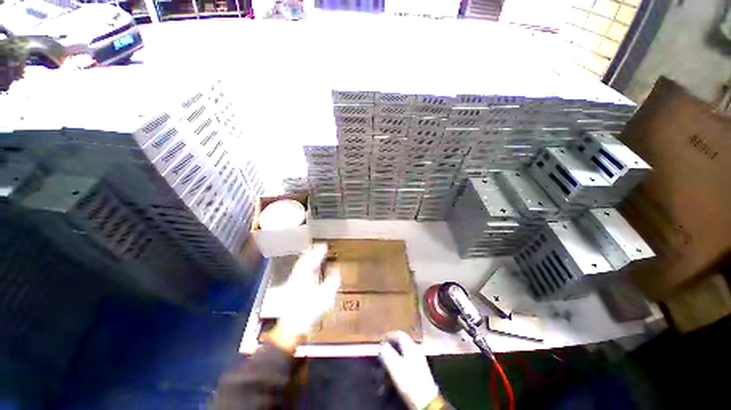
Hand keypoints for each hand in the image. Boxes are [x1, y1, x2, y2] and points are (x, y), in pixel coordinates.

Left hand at [270, 244, 339, 351]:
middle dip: (312, 252)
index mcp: (305, 277)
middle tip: (320, 246)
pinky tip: (307, 267)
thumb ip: (332, 283)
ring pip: (300, 265)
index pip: (312, 260)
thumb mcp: (324, 297)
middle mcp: (298, 276)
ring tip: (313, 252)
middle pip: (304, 260)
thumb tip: (337, 271)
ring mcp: (294, 281)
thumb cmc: (308, 312)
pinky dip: (304, 265)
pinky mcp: (292, 287)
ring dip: (307, 257)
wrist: (291, 326)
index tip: (325, 246)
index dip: (319, 252)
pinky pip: (299, 270)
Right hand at [379, 331, 439, 409]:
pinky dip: (400, 358)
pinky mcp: (420, 367)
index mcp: (411, 347)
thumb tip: (381, 345)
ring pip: (405, 349)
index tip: (381, 340)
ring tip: (388, 358)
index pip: (399, 334)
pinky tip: (396, 367)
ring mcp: (419, 358)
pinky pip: (407, 357)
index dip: (389, 335)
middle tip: (383, 348)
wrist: (426, 400)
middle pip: (402, 341)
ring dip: (395, 351)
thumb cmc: (409, 381)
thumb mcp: (395, 367)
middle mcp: (416, 349)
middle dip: (392, 343)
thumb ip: (387, 354)